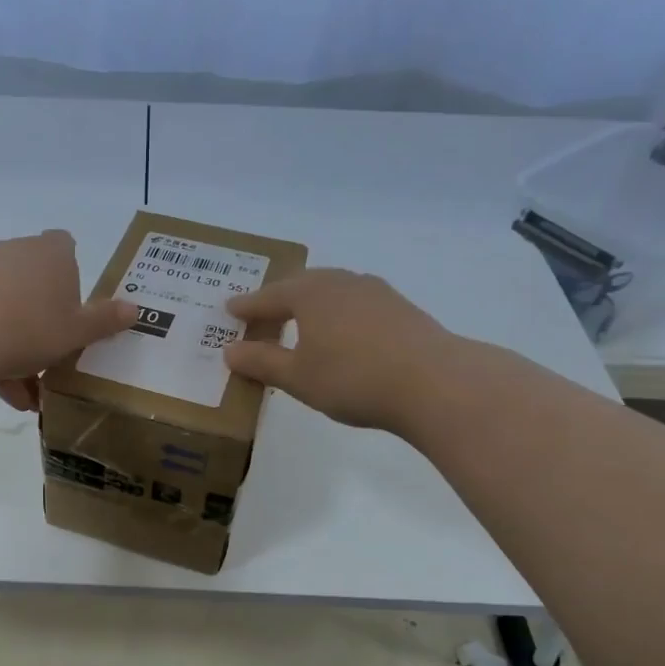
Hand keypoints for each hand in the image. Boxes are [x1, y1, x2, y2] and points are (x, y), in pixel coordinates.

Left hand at [0, 230, 135, 409]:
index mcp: (52, 254)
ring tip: (24, 395)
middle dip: (44, 326)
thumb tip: (135, 309)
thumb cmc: (30, 329)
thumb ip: (105, 321)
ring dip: (19, 350)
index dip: (71, 274)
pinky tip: (0, 390)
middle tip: (52, 364)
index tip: (72, 308)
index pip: (66, 246)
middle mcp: (16, 253)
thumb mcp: (77, 332)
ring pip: (9, 311)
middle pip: (36, 286)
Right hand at [223, 268, 452, 430]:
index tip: (230, 309)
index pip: (269, 296)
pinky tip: (341, 333)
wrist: (434, 383)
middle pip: (302, 285)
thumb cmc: (353, 378)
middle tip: (262, 312)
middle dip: (280, 298)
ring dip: (311, 304)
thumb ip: (262, 362)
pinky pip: (355, 303)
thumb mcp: (298, 377)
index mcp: (311, 293)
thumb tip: (230, 351)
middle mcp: (342, 282)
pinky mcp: (401, 309)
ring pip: (332, 291)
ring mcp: (376, 292)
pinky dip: (337, 314)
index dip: (248, 306)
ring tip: (300, 321)